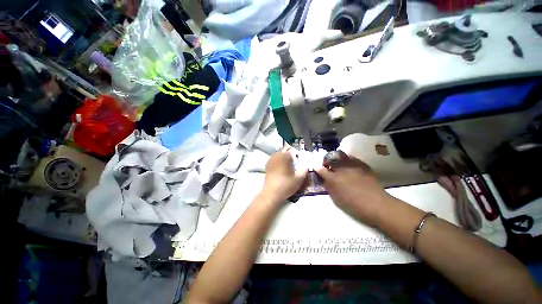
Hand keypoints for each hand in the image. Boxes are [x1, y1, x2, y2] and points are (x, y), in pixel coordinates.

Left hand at [262, 147, 307, 202]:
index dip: (299, 154)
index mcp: (285, 156)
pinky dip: (279, 159)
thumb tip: (306, 165)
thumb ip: (304, 169)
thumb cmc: (286, 185)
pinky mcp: (267, 164)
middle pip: (286, 149)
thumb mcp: (299, 178)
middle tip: (296, 161)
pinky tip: (282, 167)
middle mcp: (277, 155)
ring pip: (280, 153)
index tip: (301, 160)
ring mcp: (271, 159)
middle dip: (291, 153)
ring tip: (289, 164)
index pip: (293, 150)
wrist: (271, 193)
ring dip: (285, 156)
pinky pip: (275, 158)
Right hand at [315, 151, 387, 226]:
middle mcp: (342, 169)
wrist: (377, 205)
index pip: (321, 169)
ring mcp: (353, 166)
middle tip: (327, 165)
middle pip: (330, 158)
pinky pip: (353, 158)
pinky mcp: (363, 165)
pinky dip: (348, 160)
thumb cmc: (354, 205)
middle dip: (326, 160)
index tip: (316, 168)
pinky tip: (349, 165)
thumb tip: (324, 179)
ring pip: (341, 155)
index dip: (317, 168)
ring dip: (337, 158)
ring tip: (338, 163)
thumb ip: (329, 187)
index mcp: (334, 179)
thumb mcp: (336, 199)